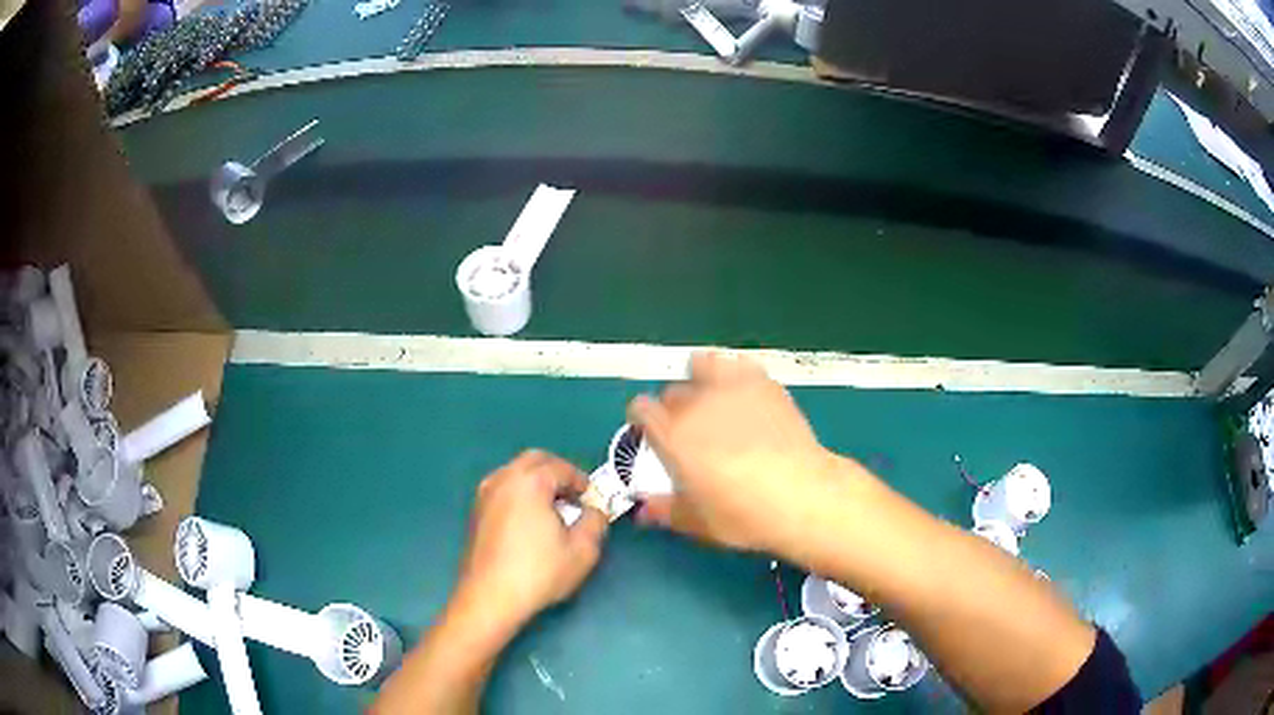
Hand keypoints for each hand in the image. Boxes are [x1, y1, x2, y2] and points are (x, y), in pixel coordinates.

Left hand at [452, 450, 607, 632]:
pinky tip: (530, 521)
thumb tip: (595, 510)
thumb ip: (595, 522)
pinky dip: (520, 493)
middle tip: (574, 496)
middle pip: (534, 460)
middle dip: (558, 473)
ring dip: (537, 481)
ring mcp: (485, 495)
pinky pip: (503, 489)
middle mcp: (503, 480)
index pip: (561, 468)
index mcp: (529, 482)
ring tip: (553, 509)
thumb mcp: (583, 550)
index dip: (582, 481)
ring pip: (515, 472)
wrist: (490, 597)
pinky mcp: (476, 513)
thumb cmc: (539, 572)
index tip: (592, 499)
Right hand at [628, 351, 872, 559]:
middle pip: (672, 391)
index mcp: (671, 435)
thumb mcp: (697, 522)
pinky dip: (735, 374)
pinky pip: (738, 364)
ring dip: (701, 379)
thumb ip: (663, 511)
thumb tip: (641, 511)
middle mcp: (694, 403)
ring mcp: (730, 387)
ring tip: (715, 401)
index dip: (643, 421)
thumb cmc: (743, 515)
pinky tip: (745, 395)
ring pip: (701, 364)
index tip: (653, 436)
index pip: (641, 408)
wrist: (801, 494)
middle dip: (674, 408)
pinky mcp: (762, 381)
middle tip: (693, 432)